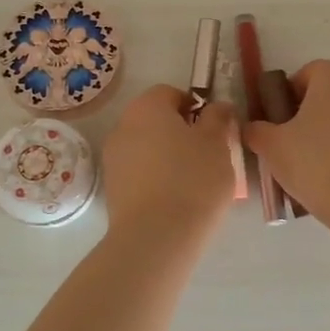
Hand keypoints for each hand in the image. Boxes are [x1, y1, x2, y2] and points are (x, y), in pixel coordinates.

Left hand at [100, 84, 238, 245]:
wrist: (156, 237)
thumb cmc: (193, 179)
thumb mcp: (217, 143)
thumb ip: (218, 118)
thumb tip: (217, 107)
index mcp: (146, 107)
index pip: (170, 93)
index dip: (194, 107)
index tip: (213, 129)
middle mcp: (123, 127)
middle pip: (155, 120)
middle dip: (180, 132)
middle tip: (207, 155)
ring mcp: (113, 159)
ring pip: (146, 148)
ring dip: (167, 156)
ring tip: (193, 181)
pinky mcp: (112, 190)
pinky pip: (139, 173)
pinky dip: (156, 178)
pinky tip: (175, 199)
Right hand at [244, 60, 329, 225]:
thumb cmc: (315, 162)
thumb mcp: (272, 146)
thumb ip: (256, 130)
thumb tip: (254, 128)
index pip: (304, 75)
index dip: (285, 98)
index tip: (275, 124)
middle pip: (327, 96)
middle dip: (307, 117)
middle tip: (288, 146)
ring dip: (328, 135)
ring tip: (310, 168)